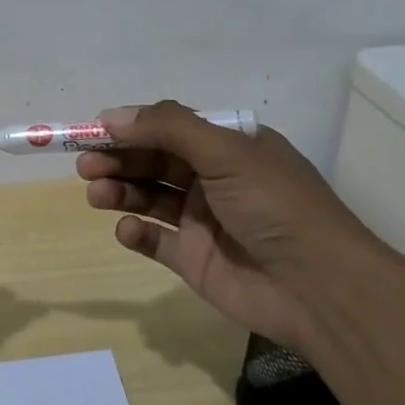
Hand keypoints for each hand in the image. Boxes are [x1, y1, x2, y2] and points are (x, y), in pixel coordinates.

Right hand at [76, 101, 395, 346]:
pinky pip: (155, 240)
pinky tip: (127, 230)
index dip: (133, 128)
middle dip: (119, 160)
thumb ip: (167, 128)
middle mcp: (215, 180)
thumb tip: (112, 115)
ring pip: (149, 198)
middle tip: (86, 165)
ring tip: (96, 194)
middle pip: (154, 162)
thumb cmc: (275, 205)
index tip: (95, 130)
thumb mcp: (226, 152)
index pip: (170, 129)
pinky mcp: (194, 259)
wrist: (319, 288)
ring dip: (120, 192)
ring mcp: (203, 221)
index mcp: (229, 147)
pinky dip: (136, 232)